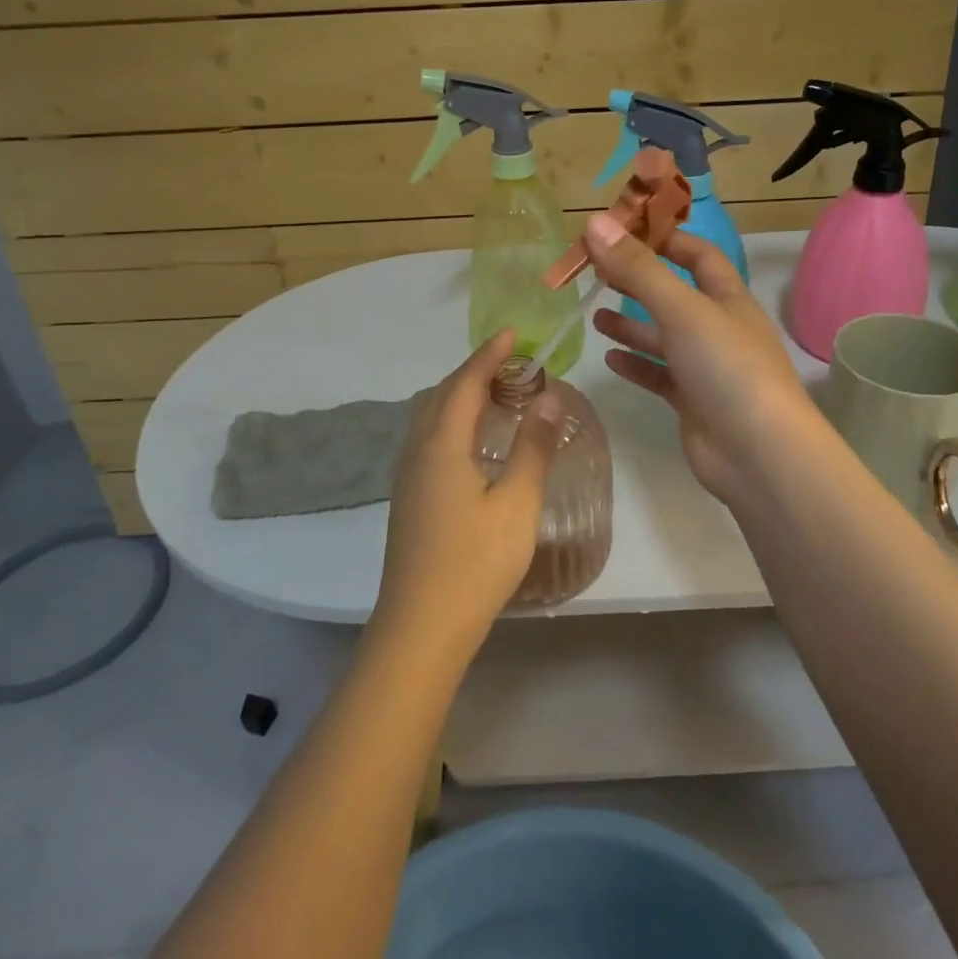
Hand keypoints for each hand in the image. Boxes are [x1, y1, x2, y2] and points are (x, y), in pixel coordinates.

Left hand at [372, 330, 563, 659]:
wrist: (422, 626)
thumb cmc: (476, 563)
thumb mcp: (517, 503)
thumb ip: (534, 447)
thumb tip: (549, 398)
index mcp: (442, 444)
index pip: (466, 382)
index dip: (489, 355)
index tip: (513, 333)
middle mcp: (417, 450)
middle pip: (443, 394)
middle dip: (474, 370)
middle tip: (511, 363)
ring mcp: (408, 476)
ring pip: (431, 416)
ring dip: (460, 395)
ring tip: (496, 394)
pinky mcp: (408, 497)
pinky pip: (428, 438)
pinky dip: (452, 420)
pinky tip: (473, 441)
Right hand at [586, 214, 825, 508]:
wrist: (758, 453)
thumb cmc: (727, 368)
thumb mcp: (682, 310)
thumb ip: (638, 269)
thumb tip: (594, 223)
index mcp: (728, 298)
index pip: (699, 256)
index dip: (665, 239)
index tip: (623, 231)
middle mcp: (719, 329)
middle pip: (674, 296)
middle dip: (637, 283)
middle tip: (594, 273)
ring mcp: (707, 368)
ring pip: (664, 338)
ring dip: (631, 325)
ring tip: (593, 316)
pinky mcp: (693, 402)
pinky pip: (660, 376)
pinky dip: (636, 365)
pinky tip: (609, 359)